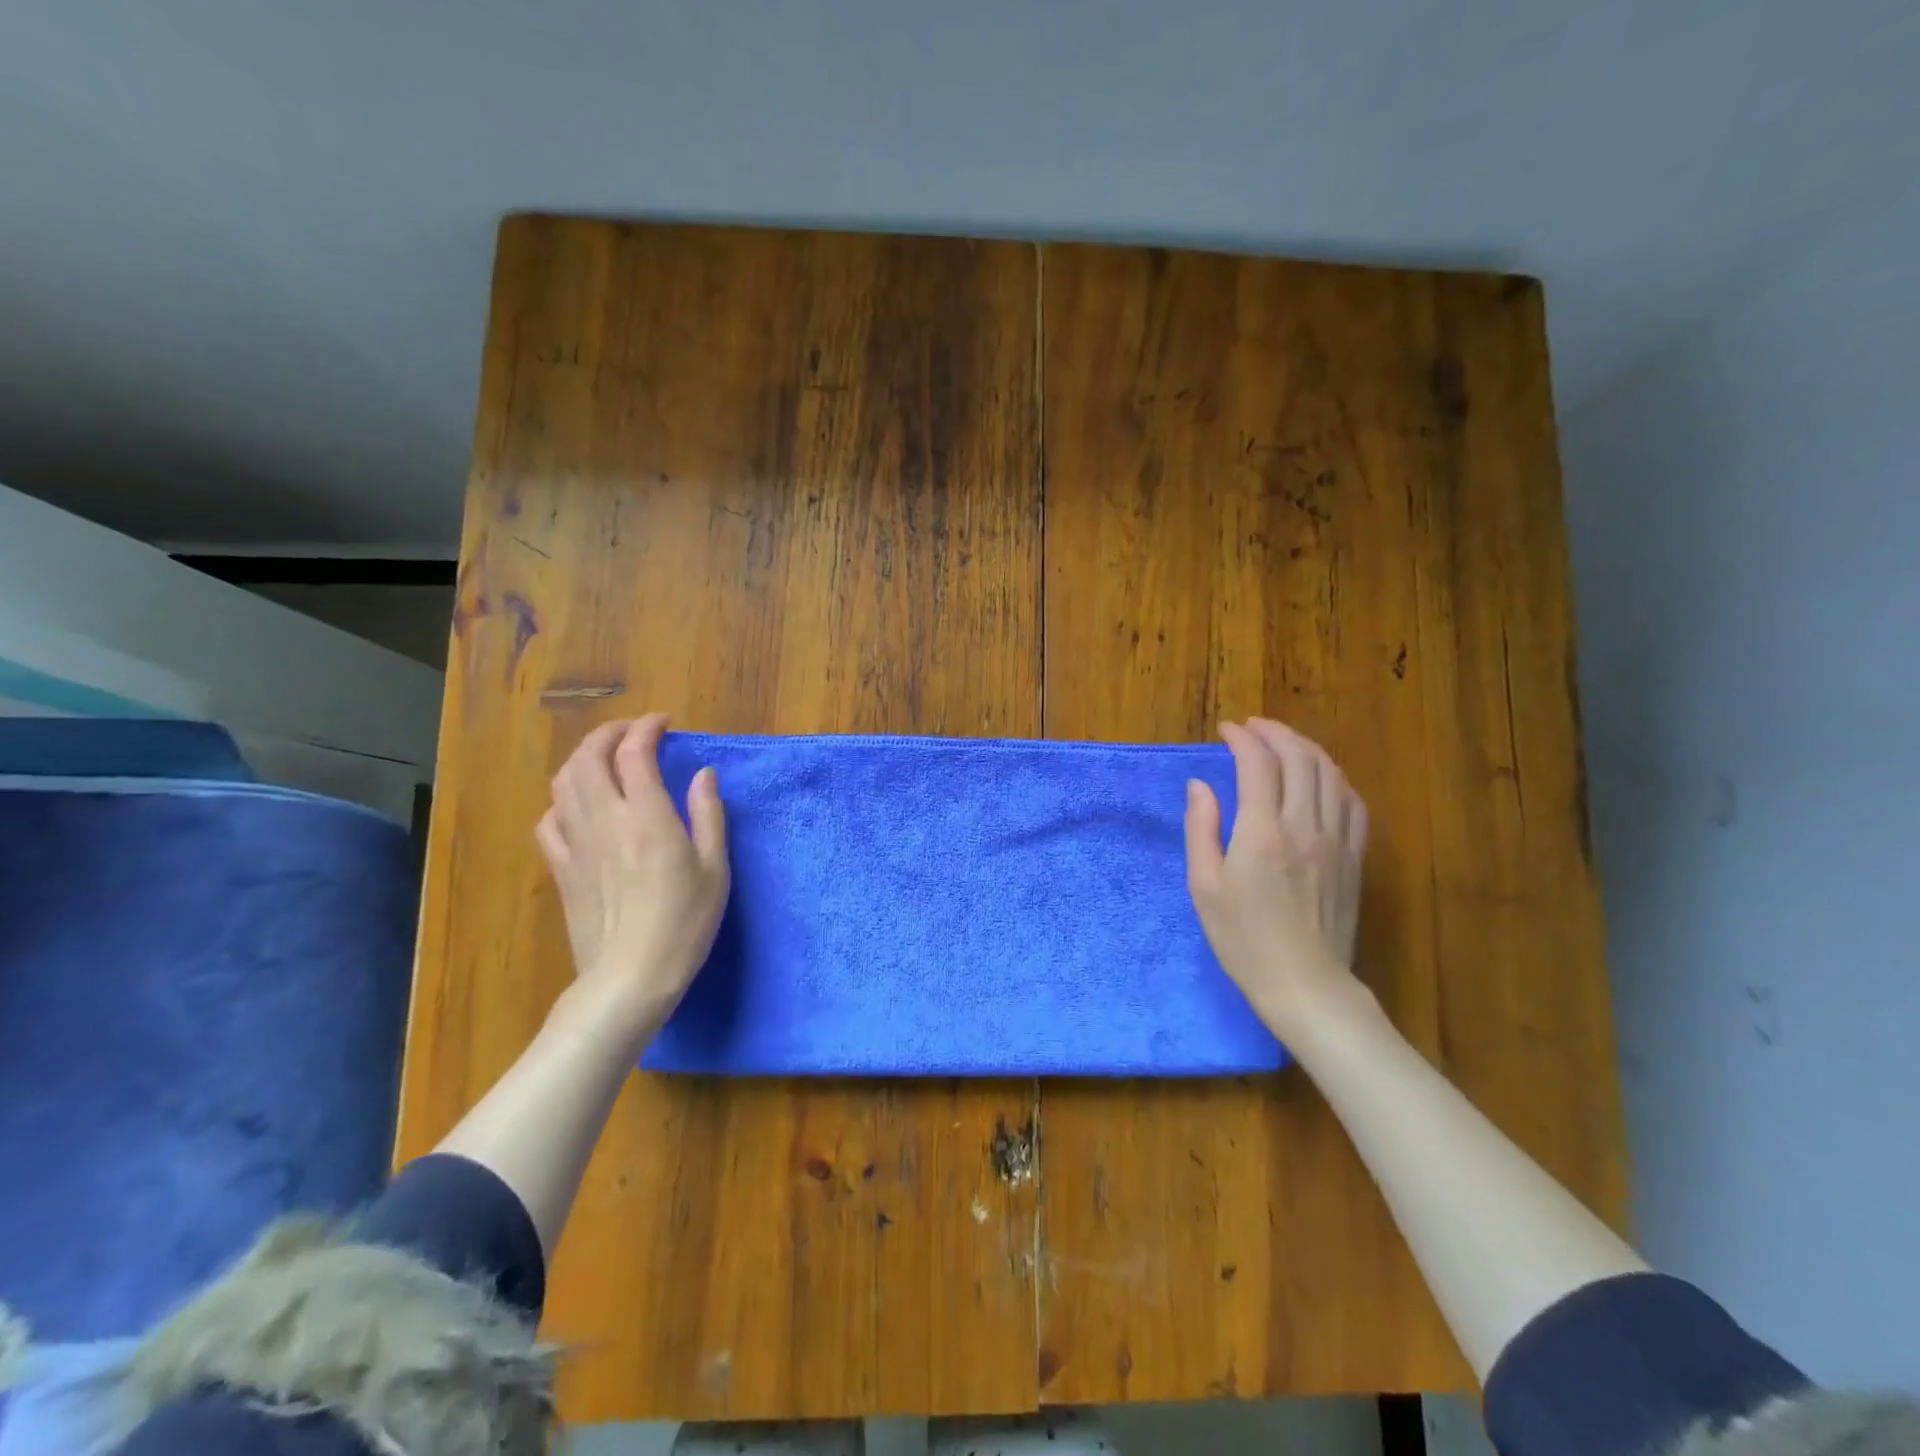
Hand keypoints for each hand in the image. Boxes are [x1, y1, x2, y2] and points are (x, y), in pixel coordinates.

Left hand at [536, 714, 729, 1042]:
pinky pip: (550, 820)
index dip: (647, 728)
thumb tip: (702, 775)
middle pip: (588, 757)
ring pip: (564, 782)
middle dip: (608, 733)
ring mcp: (576, 843)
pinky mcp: (561, 868)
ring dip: (583, 759)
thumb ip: (708, 814)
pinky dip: (564, 800)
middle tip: (632, 733)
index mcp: (646, 816)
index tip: (663, 723)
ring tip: (605, 759)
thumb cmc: (684, 922)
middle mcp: (605, 819)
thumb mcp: (715, 868)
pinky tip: (580, 807)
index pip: (635, 752)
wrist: (630, 977)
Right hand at [1185, 718, 1370, 1039]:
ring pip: (1330, 774)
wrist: (1304, 983)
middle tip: (1253, 727)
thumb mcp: (1204, 885)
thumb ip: (1201, 828)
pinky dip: (1334, 778)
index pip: (1258, 764)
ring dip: (1306, 748)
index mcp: (1262, 832)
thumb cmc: (1243, 938)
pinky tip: (1321, 778)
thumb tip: (1200, 785)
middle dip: (1275, 733)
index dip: (1243, 738)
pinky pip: (1352, 802)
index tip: (1226, 730)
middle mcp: (1304, 825)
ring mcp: (1336, 840)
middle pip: (1299, 758)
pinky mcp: (1354, 857)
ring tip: (1284, 742)